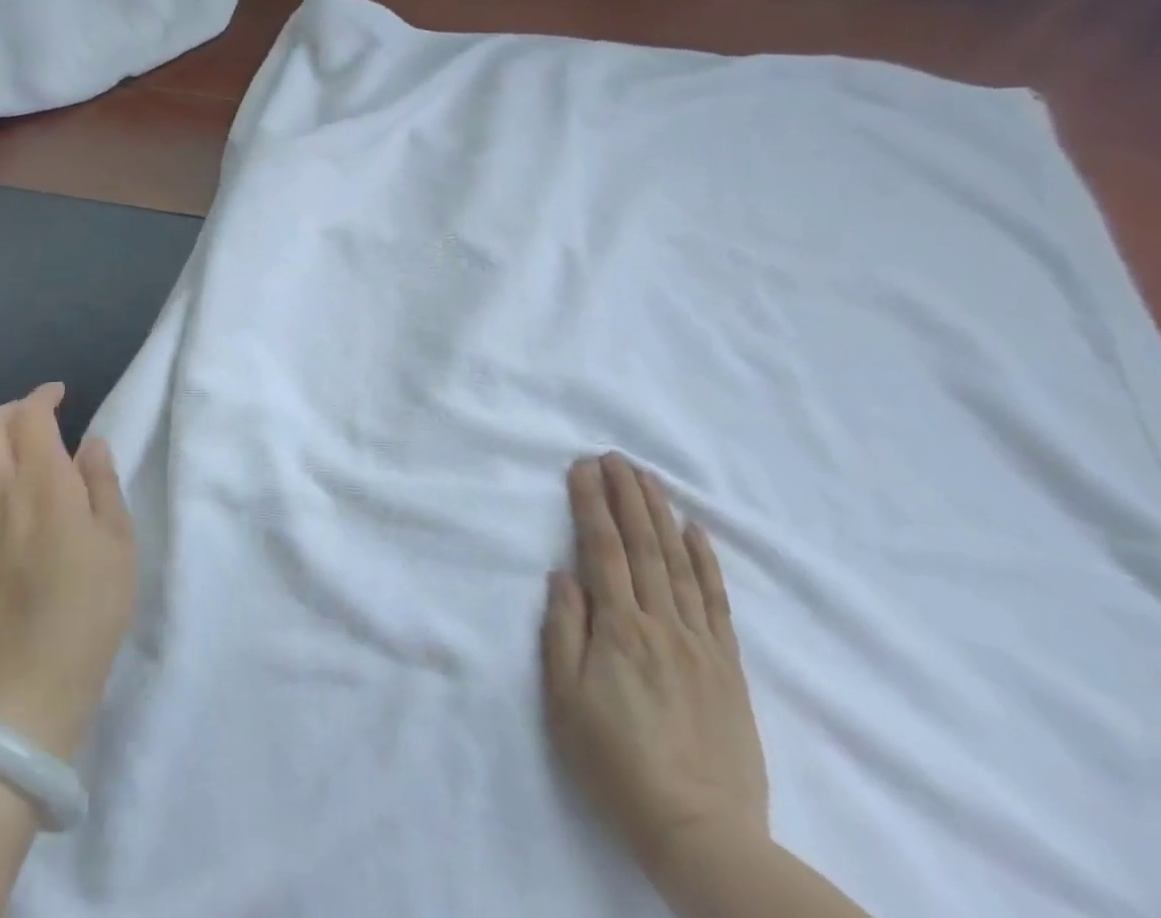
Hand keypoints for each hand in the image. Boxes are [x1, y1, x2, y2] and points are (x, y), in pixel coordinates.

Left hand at [0, 383, 135, 760]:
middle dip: (10, 410)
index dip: (43, 396)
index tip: (62, 395)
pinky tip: (4, 500)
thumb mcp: (118, 540)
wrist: (32, 680)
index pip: (29, 416)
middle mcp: (3, 492)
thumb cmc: (89, 604)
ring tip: (19, 453)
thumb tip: (90, 445)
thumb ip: (102, 484)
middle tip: (40, 418)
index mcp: (43, 481)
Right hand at [541, 454, 769, 881]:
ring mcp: (700, 643)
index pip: (603, 550)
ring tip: (648, 478)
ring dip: (661, 514)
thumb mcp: (566, 701)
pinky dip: (706, 560)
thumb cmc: (616, 763)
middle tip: (615, 456)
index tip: (581, 467)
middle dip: (627, 495)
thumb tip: (563, 574)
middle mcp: (661, 624)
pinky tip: (696, 531)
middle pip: (644, 545)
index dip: (591, 504)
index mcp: (619, 629)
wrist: (702, 833)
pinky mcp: (727, 666)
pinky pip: (717, 601)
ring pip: (680, 563)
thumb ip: (564, 631)